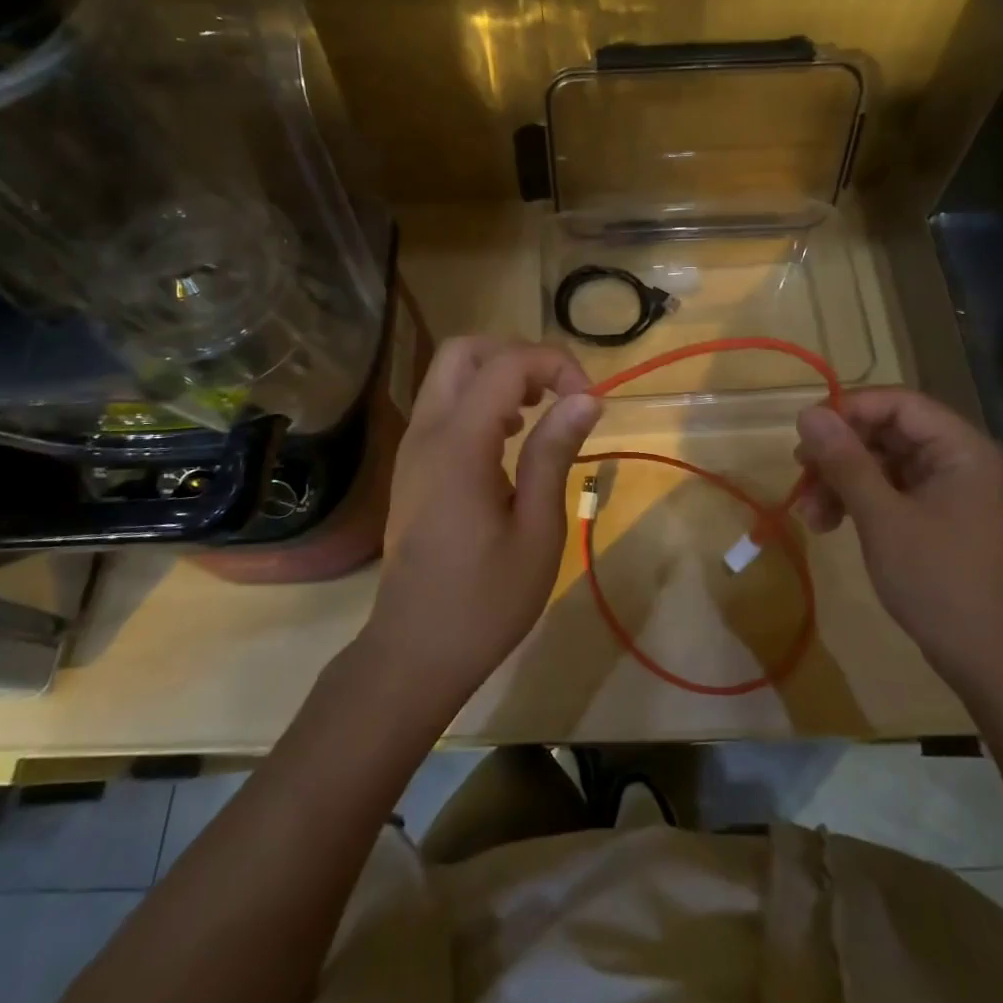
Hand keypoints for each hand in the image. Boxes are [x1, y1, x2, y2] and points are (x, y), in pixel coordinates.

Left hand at [363, 337, 601, 709]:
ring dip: (497, 375)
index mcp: (459, 444)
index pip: (506, 365)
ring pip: (449, 373)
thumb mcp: (538, 530)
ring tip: (538, 413)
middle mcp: (427, 431)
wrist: (414, 651)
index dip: (555, 365)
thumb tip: (586, 399)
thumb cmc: (485, 600)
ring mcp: (412, 447)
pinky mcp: (412, 465)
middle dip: (517, 356)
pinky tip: (509, 439)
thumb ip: (554, 454)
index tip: (590, 402)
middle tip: (557, 393)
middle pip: (464, 350)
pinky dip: (479, 399)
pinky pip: (443, 405)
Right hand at [793, 388, 1002, 691]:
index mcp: (961, 449)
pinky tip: (827, 523)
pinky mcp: (935, 514)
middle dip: (839, 453)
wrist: (983, 659)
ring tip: (809, 513)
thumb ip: (845, 461)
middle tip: (799, 471)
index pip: (900, 404)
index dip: (849, 409)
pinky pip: (888, 490)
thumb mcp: (882, 517)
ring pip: (881, 463)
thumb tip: (807, 412)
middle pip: (887, 432)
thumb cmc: (936, 580)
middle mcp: (958, 460)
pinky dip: (856, 501)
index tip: (806, 430)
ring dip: (840, 481)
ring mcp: (947, 489)